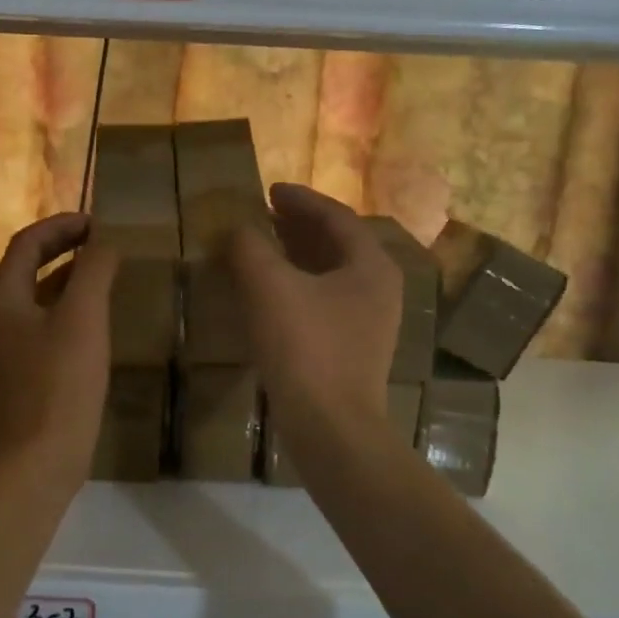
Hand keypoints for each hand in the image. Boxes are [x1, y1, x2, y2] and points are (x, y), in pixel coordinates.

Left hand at [0, 213, 119, 489]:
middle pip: (29, 265)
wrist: (40, 457)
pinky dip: (72, 305)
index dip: (61, 224)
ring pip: (41, 294)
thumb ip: (94, 270)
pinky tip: (100, 316)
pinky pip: (49, 321)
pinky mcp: (29, 369)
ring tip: (107, 271)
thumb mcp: (83, 317)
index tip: (98, 223)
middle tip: (103, 240)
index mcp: (6, 297)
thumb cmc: (60, 381)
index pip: (27, 242)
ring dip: (70, 275)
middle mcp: (2, 315)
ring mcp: (13, 345)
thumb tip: (105, 241)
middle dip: (64, 246)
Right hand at [228, 184, 401, 443]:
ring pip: (330, 273)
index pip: (336, 216)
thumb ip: (250, 247)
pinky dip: (298, 284)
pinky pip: (325, 300)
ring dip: (297, 255)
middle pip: (337, 243)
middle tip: (264, 214)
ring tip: (262, 246)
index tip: (270, 189)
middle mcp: (379, 288)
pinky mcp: (354, 348)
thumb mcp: (269, 287)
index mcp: (370, 265)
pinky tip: (269, 292)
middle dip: (299, 226)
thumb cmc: (305, 347)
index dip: (301, 199)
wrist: (331, 428)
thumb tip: (239, 228)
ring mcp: (370, 321)